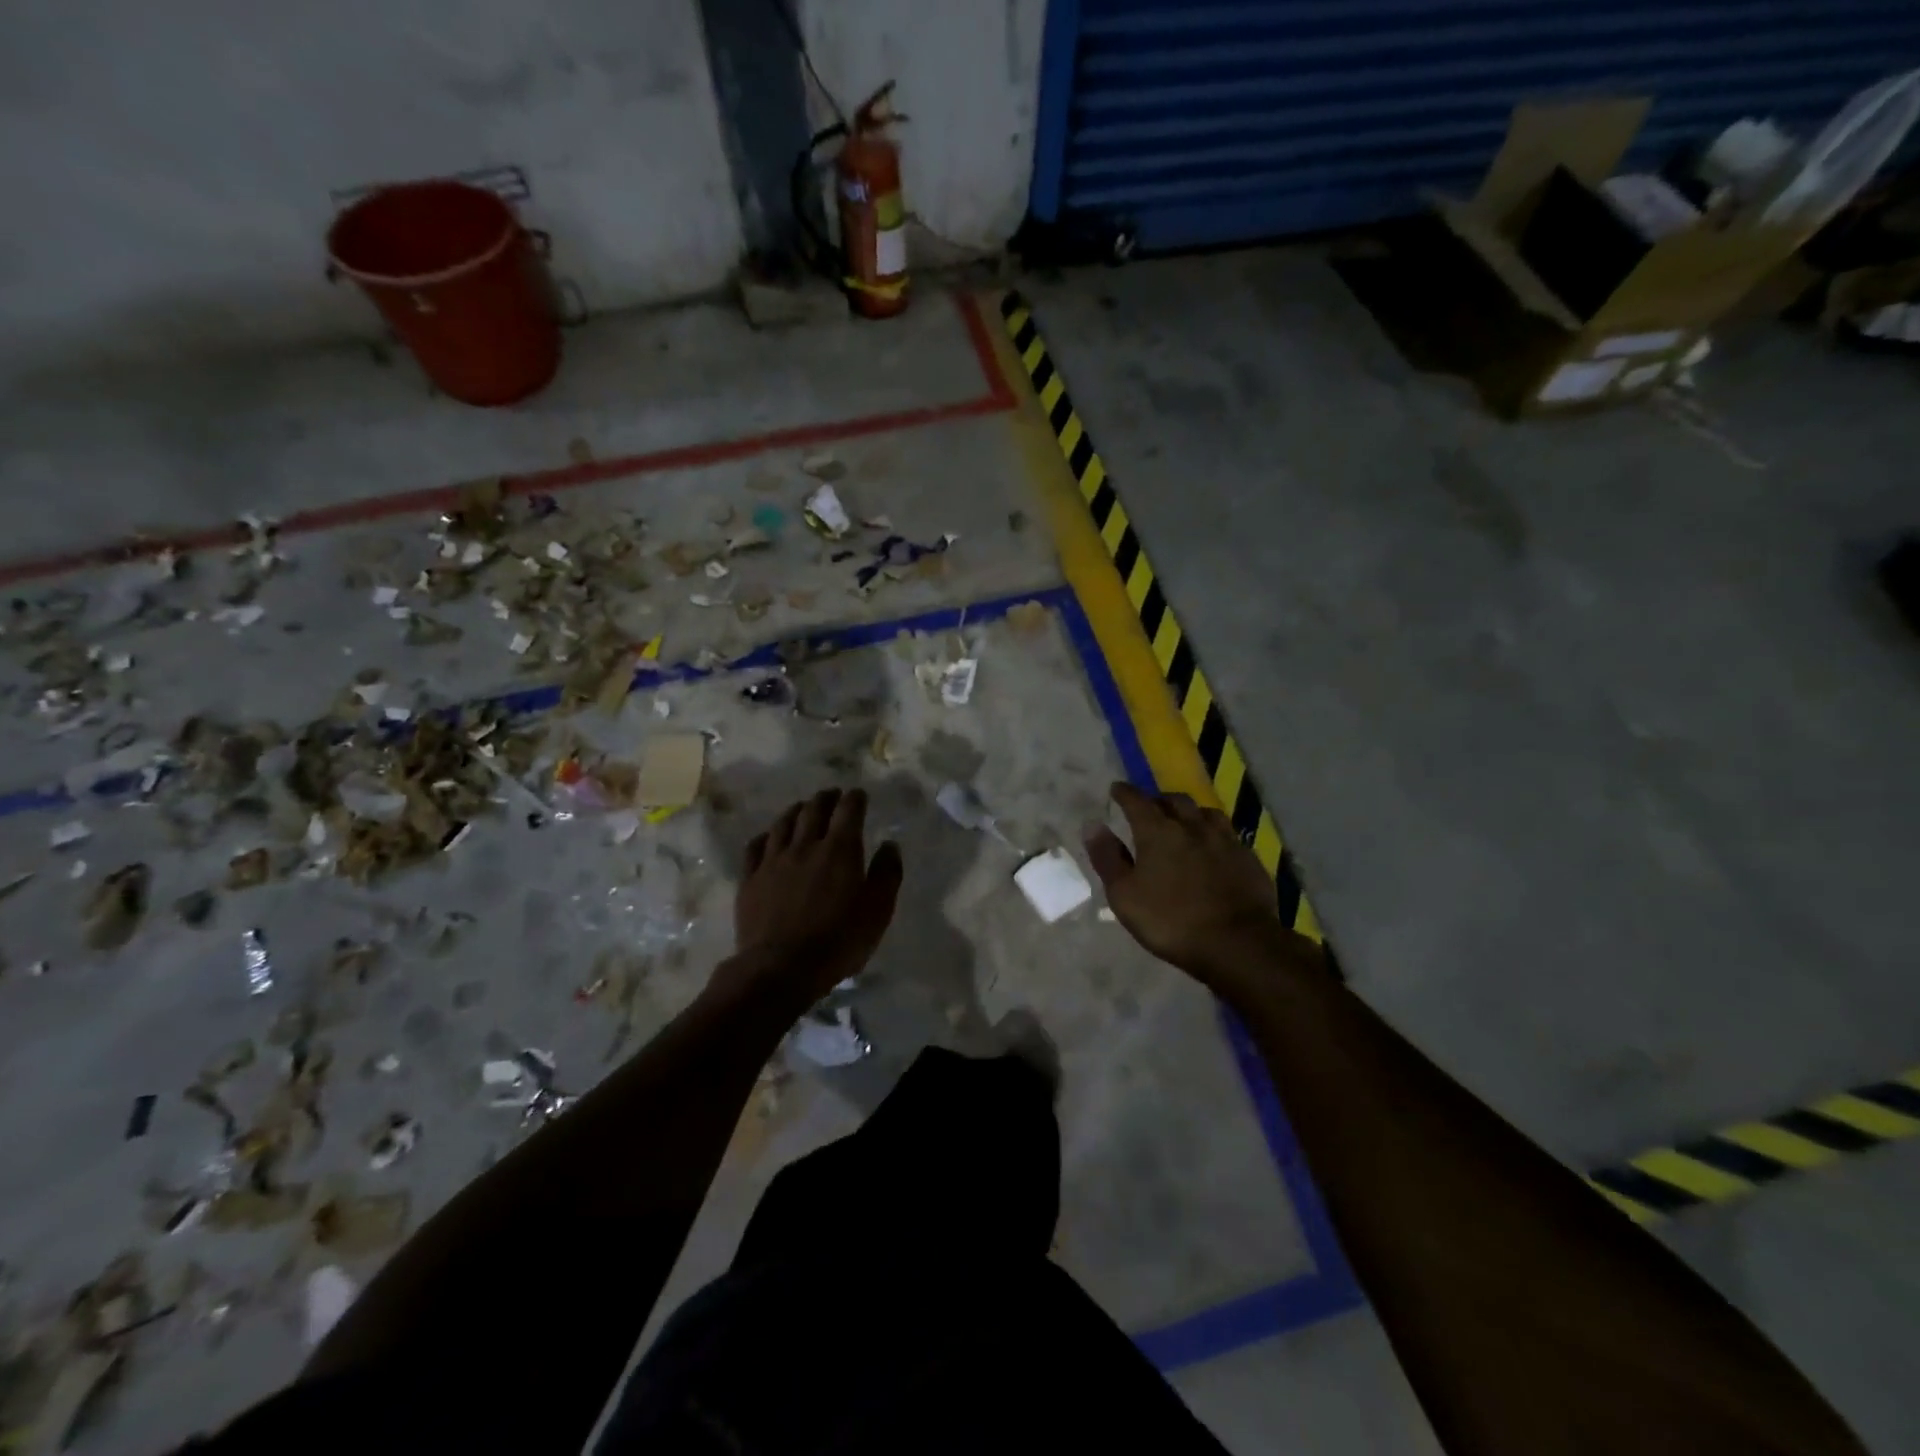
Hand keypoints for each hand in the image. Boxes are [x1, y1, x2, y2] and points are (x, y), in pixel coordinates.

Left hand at [719, 788, 902, 1009]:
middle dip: (826, 798)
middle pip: (814, 810)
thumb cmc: (838, 941)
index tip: (859, 794)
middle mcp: (805, 845)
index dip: (855, 798)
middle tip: (832, 795)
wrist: (780, 968)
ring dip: (796, 811)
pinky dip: (767, 836)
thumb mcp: (877, 912)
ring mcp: (773, 860)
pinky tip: (769, 837)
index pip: (848, 810)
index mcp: (839, 850)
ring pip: (783, 823)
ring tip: (802, 808)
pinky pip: (756, 846)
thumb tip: (889, 845)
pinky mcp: (750, 879)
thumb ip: (887, 874)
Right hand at [1084, 782, 1302, 1002]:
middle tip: (1150, 807)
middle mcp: (1192, 826)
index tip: (1116, 789)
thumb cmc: (1171, 921)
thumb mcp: (1124, 895)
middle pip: (1174, 800)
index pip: (1137, 801)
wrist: (1238, 943)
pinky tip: (1214, 847)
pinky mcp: (1248, 858)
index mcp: (1158, 831)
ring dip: (1190, 812)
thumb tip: (1092, 825)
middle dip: (1158, 799)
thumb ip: (1107, 858)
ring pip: (1206, 812)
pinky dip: (1214, 834)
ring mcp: (1225, 840)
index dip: (1124, 793)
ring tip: (1185, 821)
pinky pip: (1228, 835)